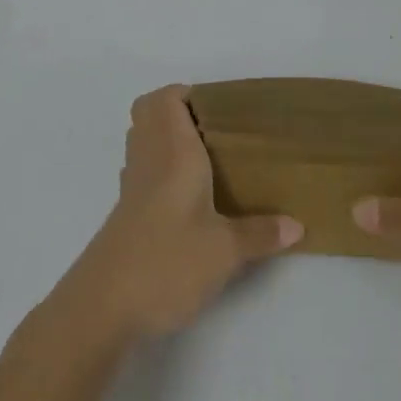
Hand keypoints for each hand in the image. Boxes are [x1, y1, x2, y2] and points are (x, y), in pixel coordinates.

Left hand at [67, 85, 302, 340]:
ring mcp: (131, 186)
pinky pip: (141, 171)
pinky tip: (186, 199)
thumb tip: (297, 225)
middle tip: (215, 132)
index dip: (188, 93)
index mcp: (172, 151)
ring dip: (166, 139)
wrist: (103, 307)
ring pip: (142, 140)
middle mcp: (148, 158)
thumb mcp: (225, 251)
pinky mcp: (125, 213)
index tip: (221, 110)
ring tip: (206, 161)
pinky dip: (159, 170)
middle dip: (178, 111)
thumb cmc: (166, 262)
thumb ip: (260, 234)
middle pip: (148, 112)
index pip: (166, 98)